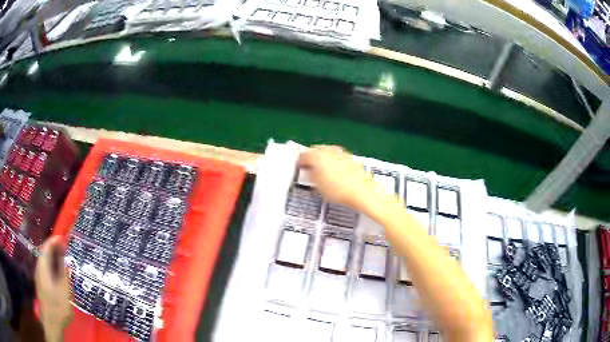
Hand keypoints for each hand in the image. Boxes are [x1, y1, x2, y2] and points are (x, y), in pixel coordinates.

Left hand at [35, 236, 72, 341]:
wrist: (51, 322)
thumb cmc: (58, 307)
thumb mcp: (64, 292)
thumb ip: (64, 275)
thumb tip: (66, 262)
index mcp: (43, 268)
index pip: (46, 248)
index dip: (54, 241)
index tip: (62, 237)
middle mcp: (39, 268)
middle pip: (43, 252)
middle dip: (52, 247)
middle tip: (63, 246)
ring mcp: (39, 276)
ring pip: (43, 260)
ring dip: (51, 256)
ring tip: (60, 256)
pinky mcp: (40, 283)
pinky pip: (44, 267)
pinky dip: (50, 264)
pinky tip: (56, 270)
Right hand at [298, 146, 378, 210]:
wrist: (362, 191)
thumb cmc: (338, 190)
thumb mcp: (318, 186)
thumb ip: (311, 174)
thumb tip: (309, 169)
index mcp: (317, 156)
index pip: (303, 155)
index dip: (299, 162)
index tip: (299, 168)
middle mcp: (328, 150)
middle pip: (315, 150)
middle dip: (311, 157)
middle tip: (309, 167)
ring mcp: (341, 152)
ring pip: (327, 152)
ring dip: (323, 158)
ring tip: (322, 169)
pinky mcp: (350, 157)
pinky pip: (337, 156)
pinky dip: (333, 160)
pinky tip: (335, 170)